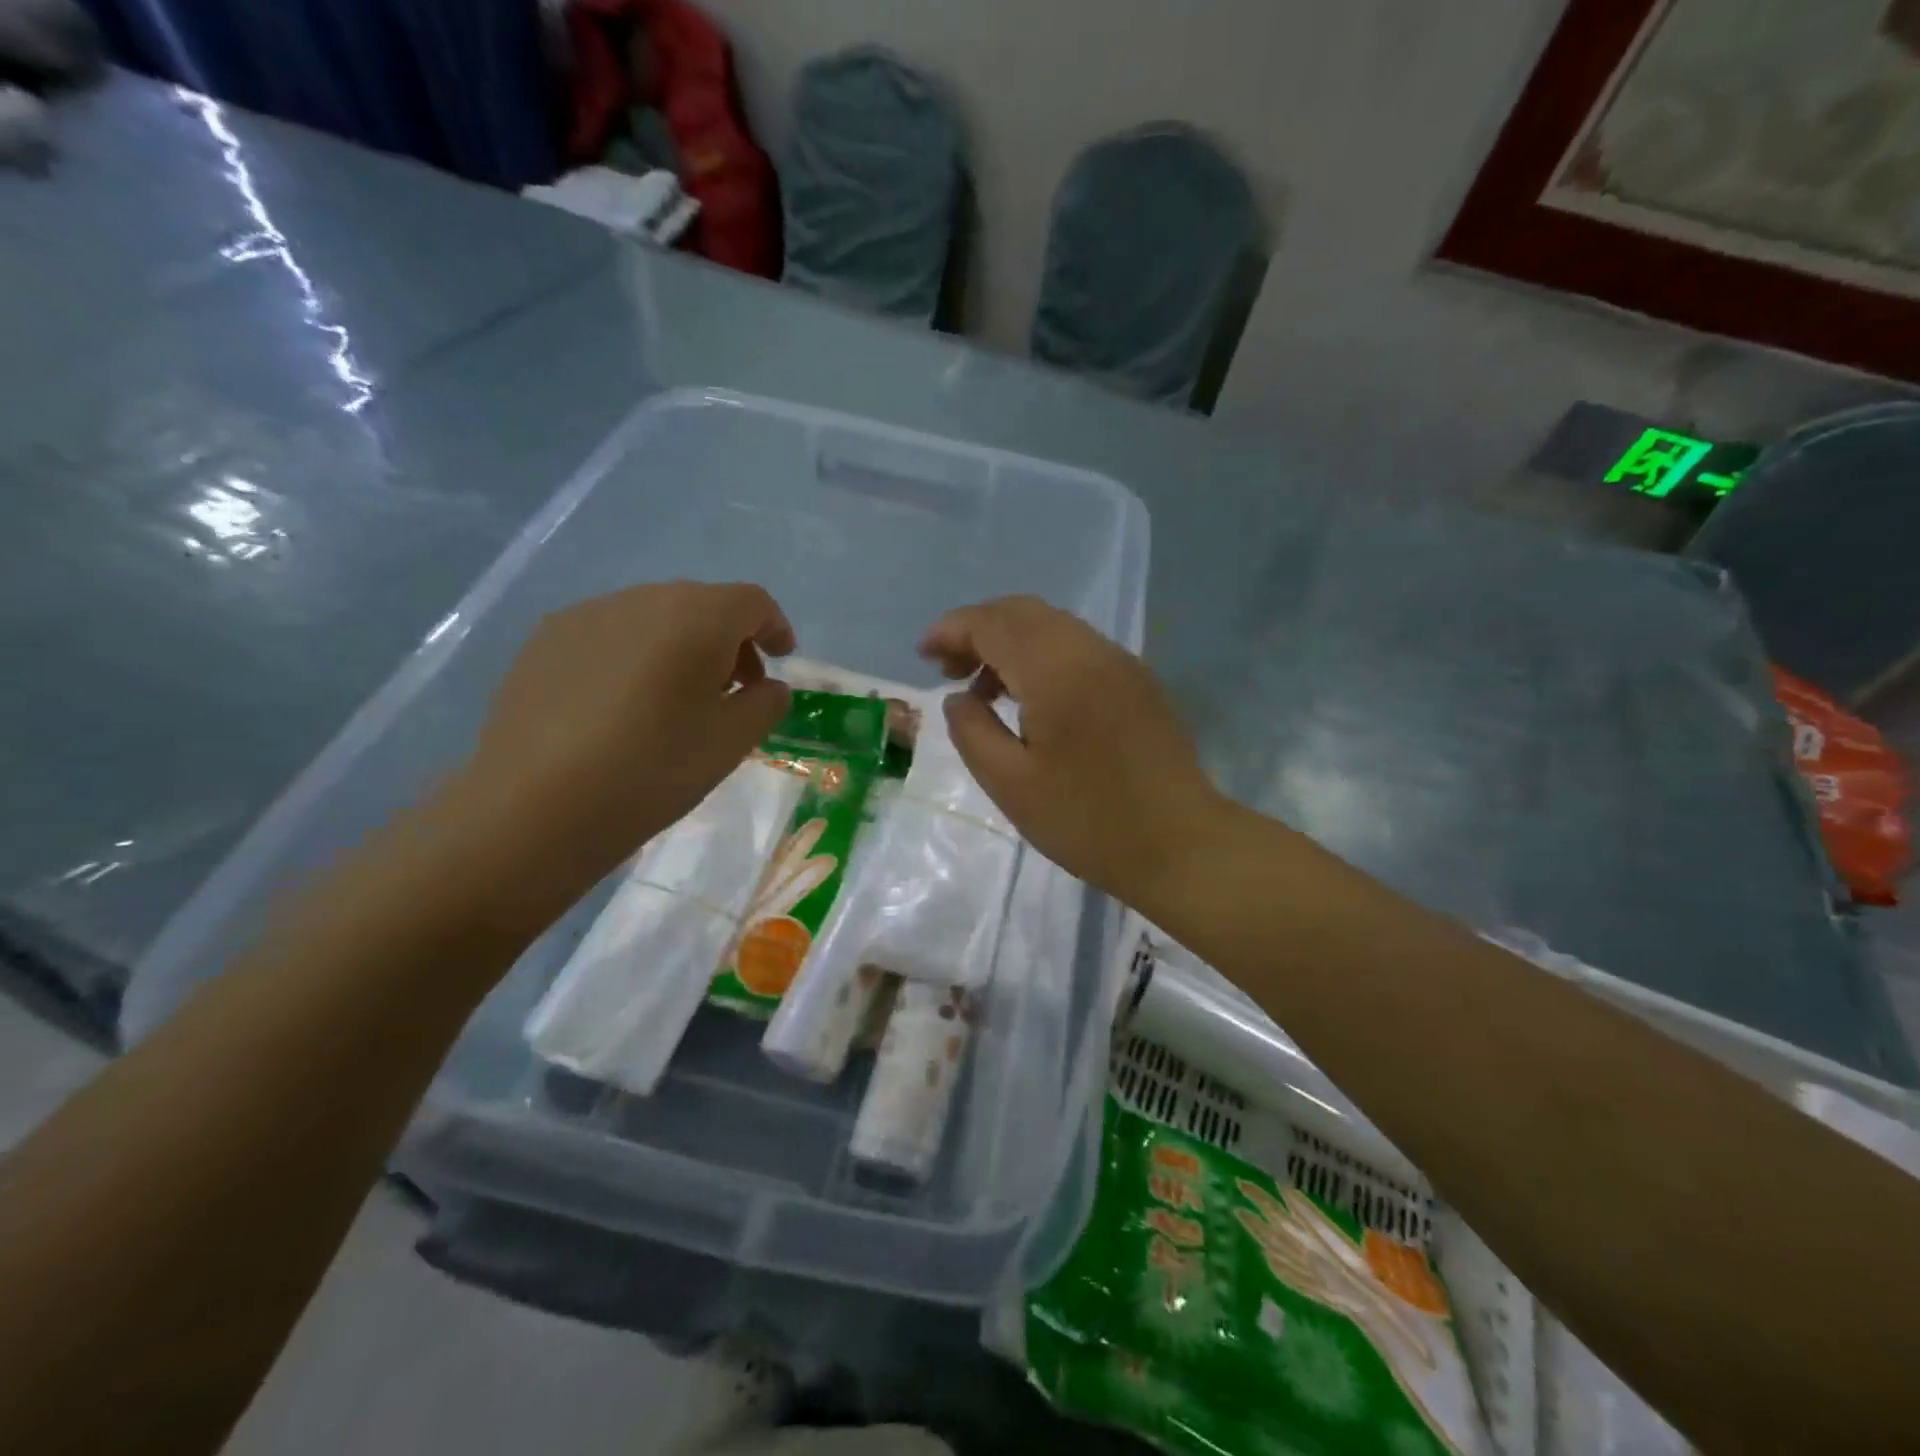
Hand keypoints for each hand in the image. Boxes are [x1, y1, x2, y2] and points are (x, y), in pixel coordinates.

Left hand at [436, 581, 793, 926]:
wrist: (535, 807)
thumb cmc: (653, 770)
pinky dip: (635, 656)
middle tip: (735, 689)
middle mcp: (641, 599)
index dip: (775, 627)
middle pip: (702, 604)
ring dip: (681, 646)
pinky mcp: (545, 641)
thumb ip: (766, 703)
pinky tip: (623, 706)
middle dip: (729, 640)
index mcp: (695, 617)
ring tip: (677, 700)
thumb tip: (767, 686)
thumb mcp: (732, 742)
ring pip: (653, 617)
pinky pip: (610, 635)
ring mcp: (586, 615)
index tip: (782, 659)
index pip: (751, 602)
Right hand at [919, 595, 1223, 902]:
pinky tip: (1031, 700)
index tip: (923, 655)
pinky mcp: (1138, 681)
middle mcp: (1091, 650)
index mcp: (1057, 670)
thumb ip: (972, 731)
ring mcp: (1121, 662)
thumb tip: (959, 698)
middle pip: (1023, 612)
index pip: (993, 623)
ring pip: (1052, 626)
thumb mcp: (1010, 785)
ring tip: (984, 691)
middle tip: (949, 672)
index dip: (951, 630)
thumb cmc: (1087, 821)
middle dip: (978, 631)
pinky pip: (1078, 647)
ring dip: (1010, 643)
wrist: (1179, 845)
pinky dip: (1041, 656)